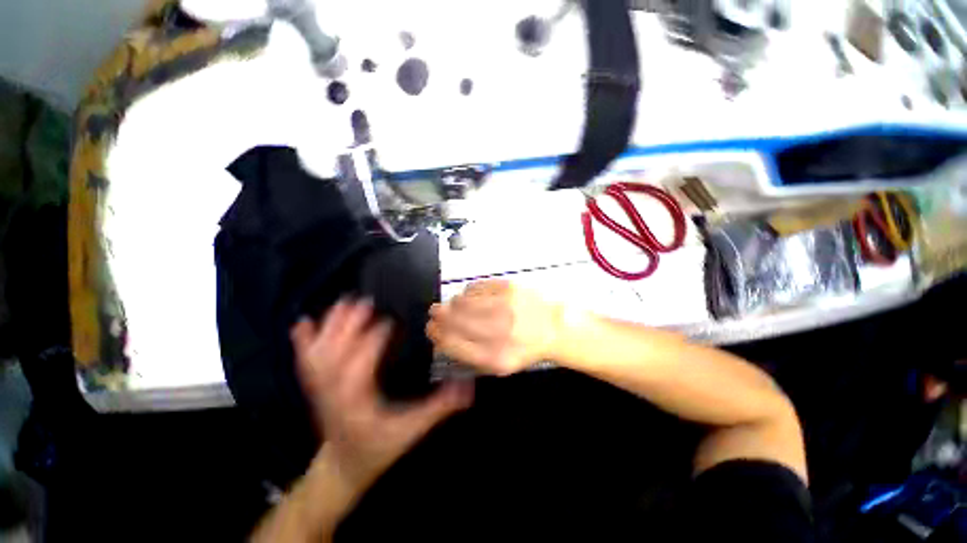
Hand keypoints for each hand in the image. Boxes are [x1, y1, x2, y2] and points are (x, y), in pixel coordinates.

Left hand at [292, 299, 473, 491]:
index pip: (360, 367)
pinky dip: (302, 341)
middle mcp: (334, 392)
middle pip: (334, 355)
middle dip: (347, 327)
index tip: (389, 322)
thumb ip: (439, 407)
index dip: (372, 342)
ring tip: (342, 304)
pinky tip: (302, 323)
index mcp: (356, 401)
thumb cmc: (377, 448)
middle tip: (364, 302)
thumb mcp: (411, 430)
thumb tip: (467, 387)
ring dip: (329, 327)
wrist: (342, 468)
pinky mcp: (316, 386)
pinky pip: (304, 362)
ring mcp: (320, 389)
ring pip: (318, 354)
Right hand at [426, 280, 562, 374]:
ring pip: (462, 301)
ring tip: (455, 305)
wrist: (553, 327)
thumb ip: (471, 355)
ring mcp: (504, 307)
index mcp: (494, 357)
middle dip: (439, 315)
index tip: (431, 328)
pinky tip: (472, 296)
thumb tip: (443, 339)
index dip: (436, 334)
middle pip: (453, 319)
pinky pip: (475, 287)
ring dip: (453, 303)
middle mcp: (498, 331)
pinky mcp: (509, 287)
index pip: (452, 343)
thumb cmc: (526, 346)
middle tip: (435, 312)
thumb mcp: (500, 364)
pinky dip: (468, 292)